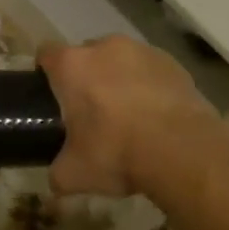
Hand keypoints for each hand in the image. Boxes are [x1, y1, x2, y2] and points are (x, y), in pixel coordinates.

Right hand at [38, 36, 228, 199]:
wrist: (184, 151)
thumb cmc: (117, 153)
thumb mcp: (74, 174)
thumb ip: (57, 173)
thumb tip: (55, 182)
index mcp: (72, 66)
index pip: (46, 53)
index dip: (45, 71)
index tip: (50, 93)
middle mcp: (105, 48)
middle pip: (85, 54)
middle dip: (85, 76)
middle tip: (89, 110)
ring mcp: (142, 51)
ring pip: (120, 59)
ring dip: (118, 78)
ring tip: (127, 112)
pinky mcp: (173, 63)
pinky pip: (150, 70)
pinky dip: (148, 85)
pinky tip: (155, 114)